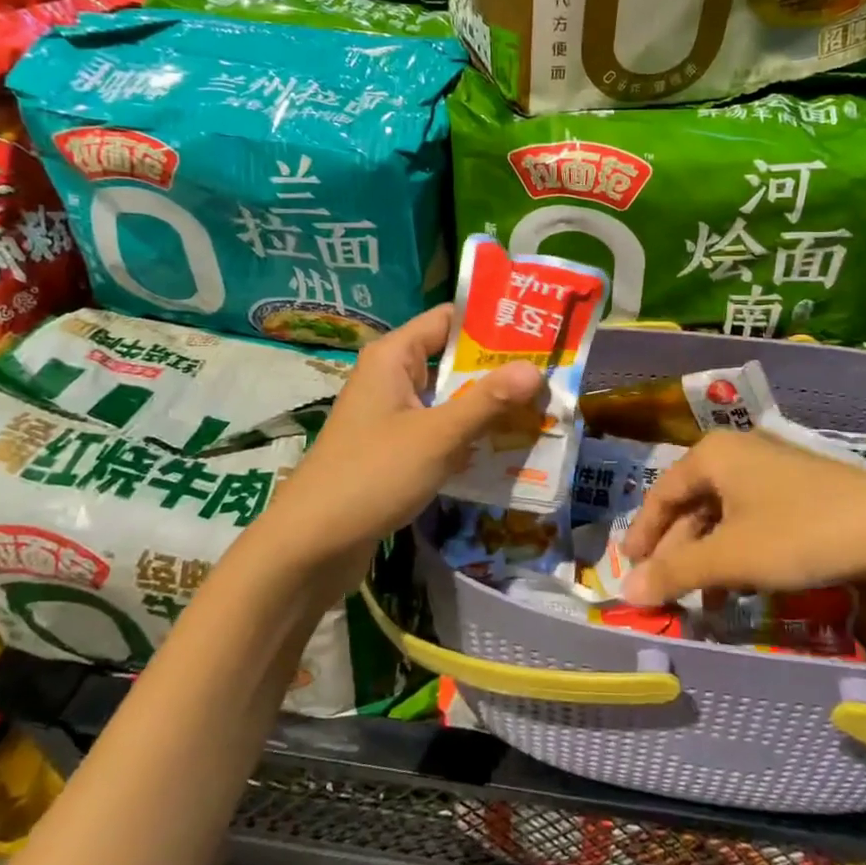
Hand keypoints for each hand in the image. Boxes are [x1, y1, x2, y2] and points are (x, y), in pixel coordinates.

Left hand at [261, 304, 541, 583]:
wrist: (311, 544)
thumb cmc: (372, 475)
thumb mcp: (437, 435)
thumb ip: (486, 401)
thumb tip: (535, 368)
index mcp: (393, 356)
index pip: (449, 320)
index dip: (493, 322)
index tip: (540, 329)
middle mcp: (392, 377)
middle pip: (454, 360)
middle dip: (500, 370)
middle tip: (554, 374)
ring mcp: (393, 414)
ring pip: (450, 398)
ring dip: (489, 405)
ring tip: (543, 407)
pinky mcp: (396, 448)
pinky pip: (441, 429)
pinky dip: (471, 435)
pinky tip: (510, 446)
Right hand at [617, 430, 865, 606]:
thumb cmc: (799, 534)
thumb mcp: (731, 558)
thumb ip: (676, 572)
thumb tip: (626, 590)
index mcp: (714, 455)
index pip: (662, 494)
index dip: (643, 534)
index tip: (630, 570)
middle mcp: (740, 453)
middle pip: (693, 505)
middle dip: (679, 552)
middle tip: (668, 592)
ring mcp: (774, 470)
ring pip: (725, 515)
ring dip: (710, 558)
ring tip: (707, 601)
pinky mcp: (802, 490)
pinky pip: (754, 519)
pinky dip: (740, 552)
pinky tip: (746, 585)